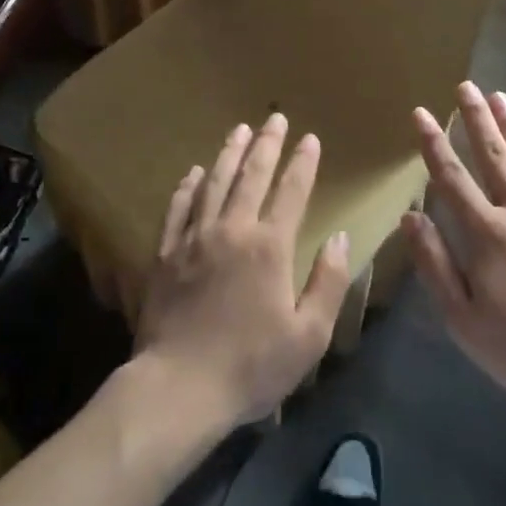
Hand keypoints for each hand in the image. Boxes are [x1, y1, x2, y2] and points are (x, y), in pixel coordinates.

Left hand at [134, 114, 352, 429]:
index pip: (291, 192)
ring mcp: (195, 239)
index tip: (310, 138)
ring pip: (214, 183)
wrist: (178, 388)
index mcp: (269, 247)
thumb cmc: (250, 366)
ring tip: (239, 130)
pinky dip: (188, 186)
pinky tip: (194, 172)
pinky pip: (179, 208)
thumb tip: (340, 237)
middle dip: (266, 144)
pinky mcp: (166, 254)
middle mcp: (232, 230)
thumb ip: (328, 282)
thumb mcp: (308, 336)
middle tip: (275, 118)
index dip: (303, 163)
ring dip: (229, 154)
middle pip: (251, 176)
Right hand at [403, 84, 505, 414]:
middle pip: (492, 157)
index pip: (451, 178)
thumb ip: (435, 263)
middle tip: (465, 86)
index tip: (420, 113)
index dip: (433, 143)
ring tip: (499, 94)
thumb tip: (410, 215)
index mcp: (485, 234)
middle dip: (475, 119)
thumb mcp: (462, 318)